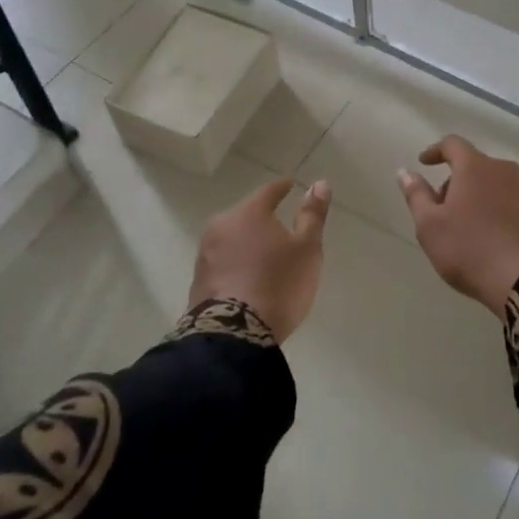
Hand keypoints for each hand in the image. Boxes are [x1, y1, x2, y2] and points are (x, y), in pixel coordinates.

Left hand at [188, 177, 331, 342]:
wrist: (234, 334)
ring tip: (263, 257)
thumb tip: (320, 183)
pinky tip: (246, 278)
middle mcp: (221, 226)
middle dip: (262, 219)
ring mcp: (205, 254)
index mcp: (248, 213)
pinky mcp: (198, 281)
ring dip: (246, 243)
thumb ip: (312, 216)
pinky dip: (235, 264)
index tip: (290, 185)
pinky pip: (222, 263)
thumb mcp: (307, 250)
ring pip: (231, 239)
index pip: (268, 191)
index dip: (282, 188)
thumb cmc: (278, 284)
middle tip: (280, 228)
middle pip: (246, 215)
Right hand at [397, 135, 518, 316]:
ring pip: (500, 187)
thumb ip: (416, 195)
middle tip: (445, 209)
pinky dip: (506, 215)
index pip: (453, 144)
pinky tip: (500, 241)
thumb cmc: (470, 250)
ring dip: (483, 199)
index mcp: (475, 168)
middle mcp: (506, 172)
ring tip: (473, 229)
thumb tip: (405, 171)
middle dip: (458, 182)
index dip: (436, 151)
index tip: (424, 162)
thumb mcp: (430, 227)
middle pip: (477, 167)